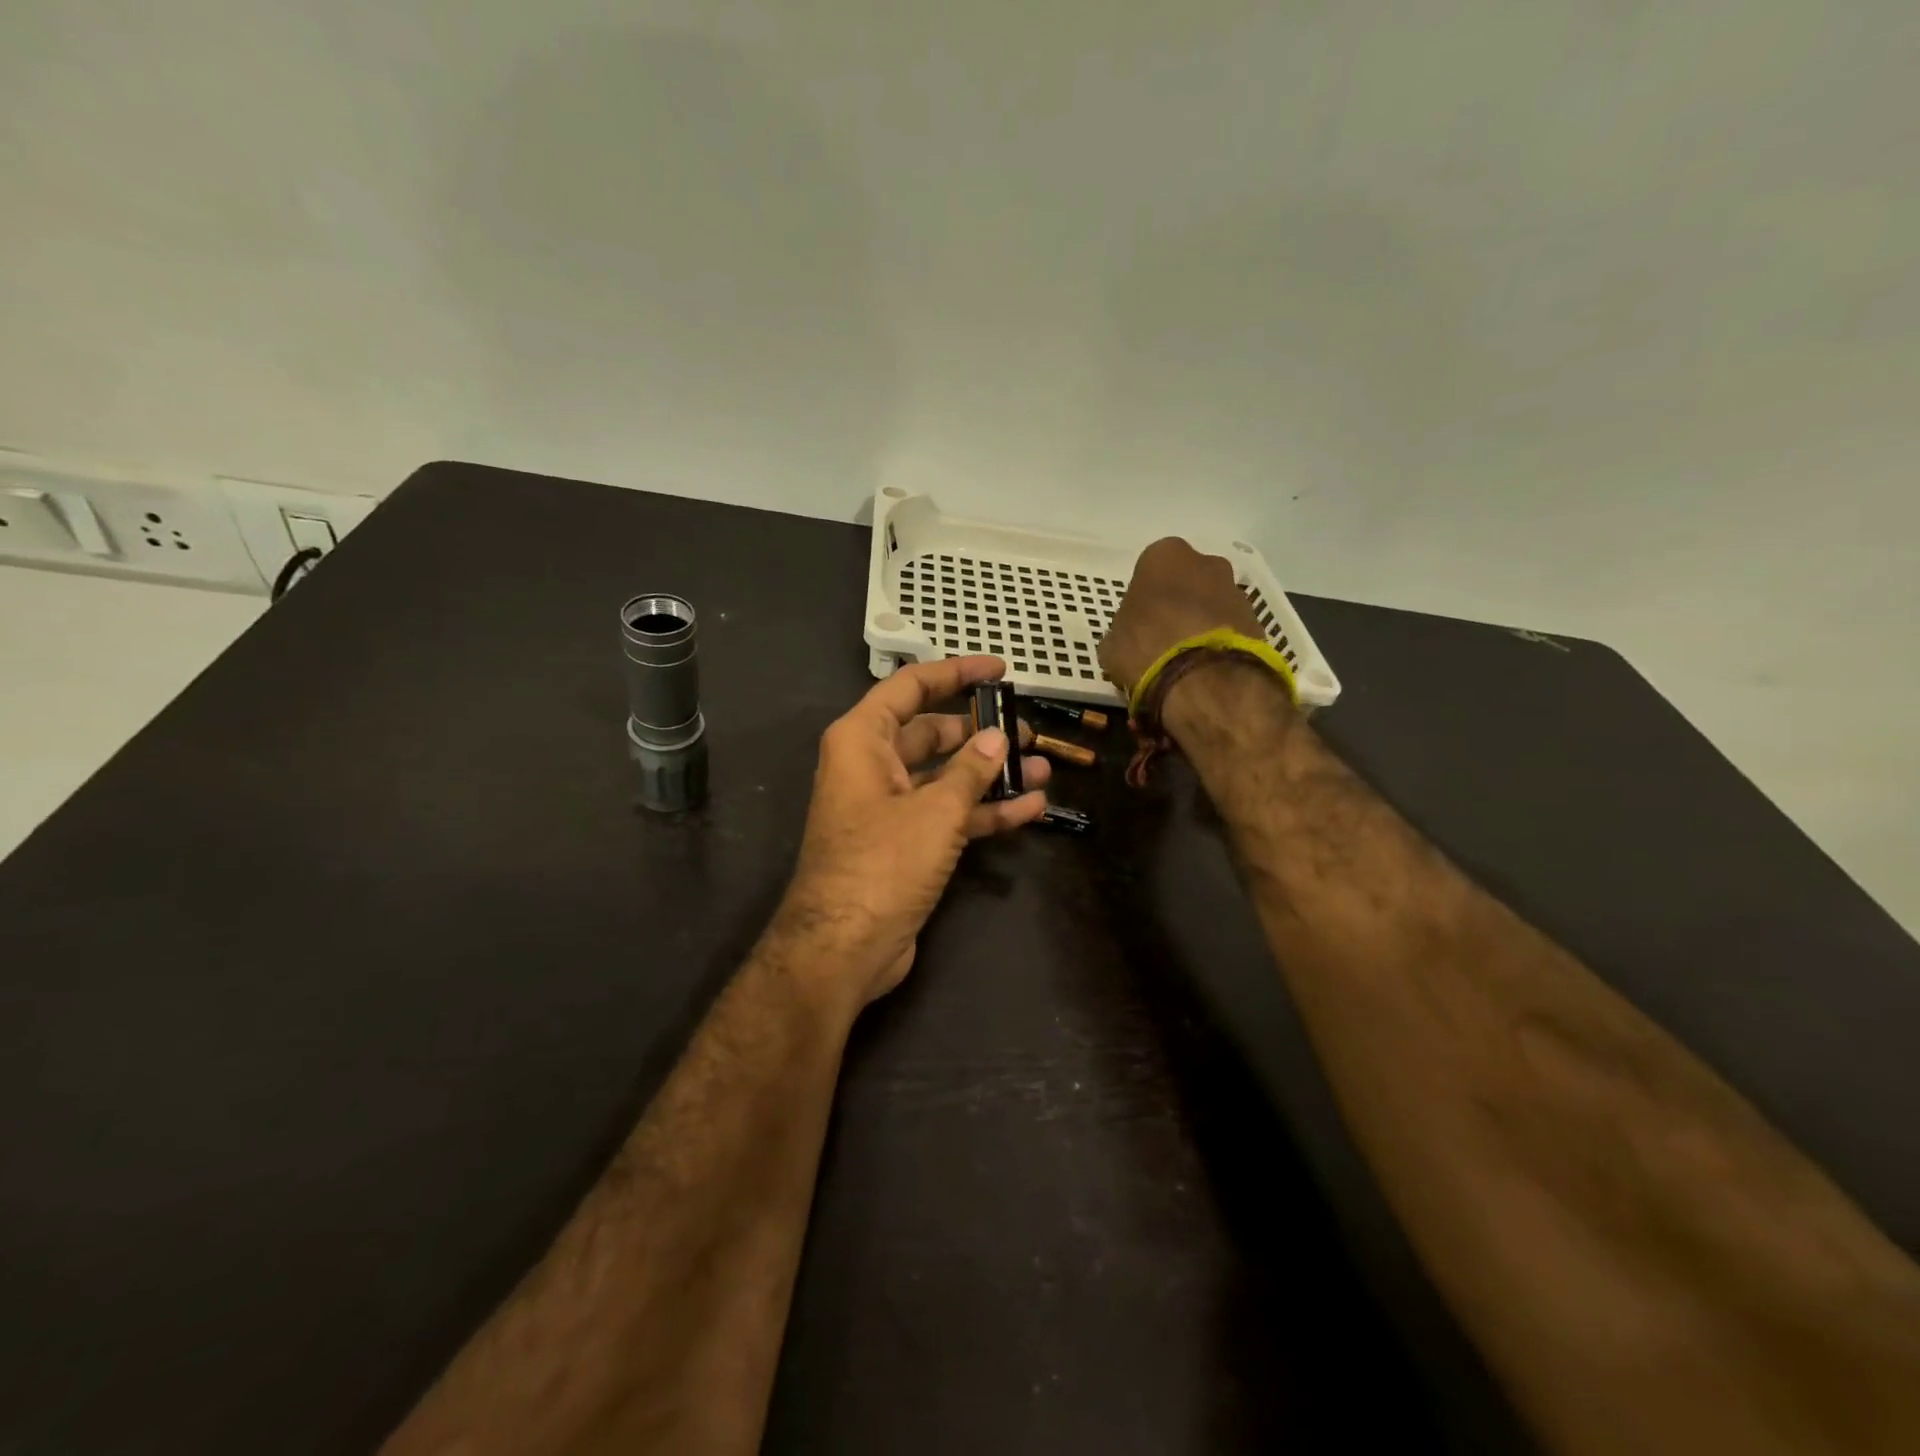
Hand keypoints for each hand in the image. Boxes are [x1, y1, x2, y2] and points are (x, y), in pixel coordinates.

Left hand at [772, 657, 1049, 1006]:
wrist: (843, 948)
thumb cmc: (883, 863)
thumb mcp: (935, 810)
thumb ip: (970, 770)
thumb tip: (995, 737)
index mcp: (863, 741)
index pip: (911, 687)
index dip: (956, 672)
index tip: (1000, 669)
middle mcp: (872, 766)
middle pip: (932, 732)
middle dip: (981, 731)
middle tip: (1027, 731)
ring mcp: (890, 807)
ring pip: (945, 777)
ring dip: (991, 774)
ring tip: (1042, 767)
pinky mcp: (905, 844)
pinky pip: (948, 814)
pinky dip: (984, 811)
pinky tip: (1030, 808)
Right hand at [1097, 537, 1264, 696]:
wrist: (1203, 679)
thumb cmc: (1146, 647)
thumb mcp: (1112, 644)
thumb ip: (1121, 633)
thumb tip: (1125, 643)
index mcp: (1164, 556)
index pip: (1150, 570)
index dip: (1144, 599)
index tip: (1138, 624)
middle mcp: (1206, 563)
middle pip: (1188, 582)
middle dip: (1178, 605)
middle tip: (1163, 638)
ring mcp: (1236, 591)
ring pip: (1212, 604)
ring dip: (1202, 624)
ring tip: (1186, 661)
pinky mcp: (1257, 621)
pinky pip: (1231, 629)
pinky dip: (1220, 644)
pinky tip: (1205, 670)